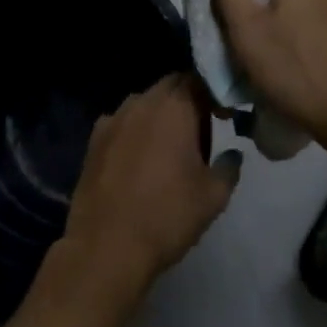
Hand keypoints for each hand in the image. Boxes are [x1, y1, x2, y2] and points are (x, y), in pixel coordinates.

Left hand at [60, 75, 238, 305]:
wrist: (106, 246)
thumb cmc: (167, 215)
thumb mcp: (213, 196)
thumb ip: (229, 167)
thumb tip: (232, 154)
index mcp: (174, 107)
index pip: (199, 80)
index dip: (215, 94)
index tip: (225, 116)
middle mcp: (142, 102)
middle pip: (171, 86)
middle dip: (188, 100)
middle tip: (201, 132)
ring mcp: (113, 118)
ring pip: (144, 102)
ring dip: (160, 114)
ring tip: (169, 147)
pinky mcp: (94, 139)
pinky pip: (122, 122)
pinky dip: (135, 131)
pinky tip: (138, 159)